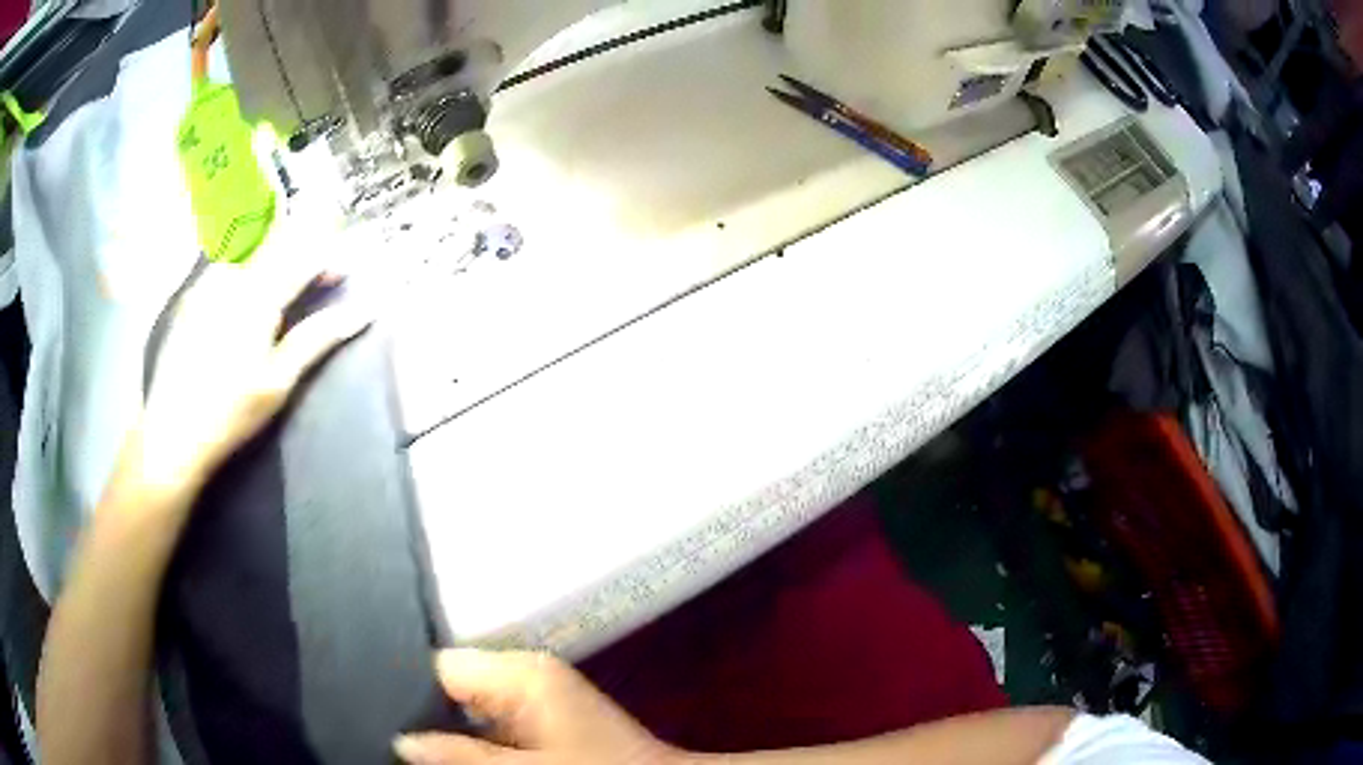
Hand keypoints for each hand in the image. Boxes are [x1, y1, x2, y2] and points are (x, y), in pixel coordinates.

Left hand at [138, 227, 369, 493]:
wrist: (173, 432)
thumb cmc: (231, 412)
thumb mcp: (279, 382)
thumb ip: (317, 339)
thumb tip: (362, 312)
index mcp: (258, 297)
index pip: (303, 255)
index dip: (329, 255)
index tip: (344, 269)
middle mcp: (232, 276)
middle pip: (276, 237)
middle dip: (305, 240)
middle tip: (320, 264)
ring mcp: (208, 281)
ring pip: (250, 242)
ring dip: (277, 245)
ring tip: (288, 269)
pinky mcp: (193, 293)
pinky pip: (228, 257)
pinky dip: (250, 256)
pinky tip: (252, 280)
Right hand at [394, 650, 678, 764]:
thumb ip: (462, 755)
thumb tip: (401, 741)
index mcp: (520, 672)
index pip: (440, 664)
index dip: (405, 689)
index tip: (374, 711)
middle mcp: (525, 675)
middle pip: (452, 686)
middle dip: (424, 715)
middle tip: (387, 737)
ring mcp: (537, 698)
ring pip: (470, 709)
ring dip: (449, 732)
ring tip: (408, 746)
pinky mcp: (546, 721)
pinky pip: (494, 724)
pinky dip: (476, 740)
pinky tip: (454, 754)